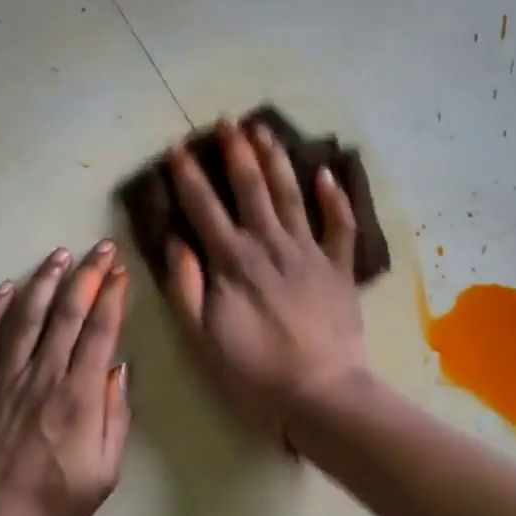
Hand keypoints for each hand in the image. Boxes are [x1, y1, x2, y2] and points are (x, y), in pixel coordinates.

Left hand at [0, 241, 131, 515]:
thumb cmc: (50, 507)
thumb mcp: (104, 474)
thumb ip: (116, 418)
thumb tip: (119, 369)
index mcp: (78, 396)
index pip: (100, 331)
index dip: (113, 296)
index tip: (122, 272)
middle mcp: (42, 375)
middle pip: (67, 312)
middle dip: (88, 275)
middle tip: (102, 248)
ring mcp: (3, 377)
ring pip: (26, 315)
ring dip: (45, 280)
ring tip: (59, 255)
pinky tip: (4, 289)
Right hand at [164, 119, 368, 445]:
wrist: (322, 395)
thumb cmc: (254, 371)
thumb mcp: (202, 337)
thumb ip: (185, 286)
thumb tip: (175, 240)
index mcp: (233, 261)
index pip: (204, 207)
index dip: (188, 176)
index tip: (177, 148)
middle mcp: (270, 244)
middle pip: (251, 188)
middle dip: (235, 152)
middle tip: (227, 121)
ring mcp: (309, 253)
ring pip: (291, 195)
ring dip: (276, 160)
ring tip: (264, 130)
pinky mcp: (339, 268)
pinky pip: (340, 226)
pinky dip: (334, 198)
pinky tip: (326, 173)